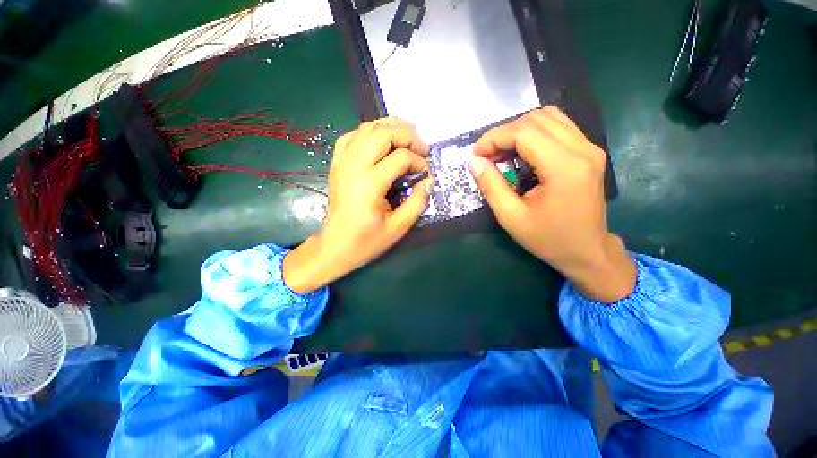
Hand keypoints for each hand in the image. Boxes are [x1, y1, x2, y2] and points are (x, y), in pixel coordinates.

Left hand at [283, 119, 433, 293]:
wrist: (335, 247)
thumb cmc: (366, 242)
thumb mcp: (398, 228)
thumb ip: (417, 203)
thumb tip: (428, 181)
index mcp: (369, 184)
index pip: (400, 158)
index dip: (419, 162)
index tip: (426, 174)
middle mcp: (353, 166)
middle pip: (383, 133)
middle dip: (408, 134)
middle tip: (422, 147)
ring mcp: (342, 163)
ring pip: (366, 129)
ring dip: (390, 127)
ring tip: (407, 135)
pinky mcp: (336, 164)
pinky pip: (351, 136)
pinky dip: (368, 132)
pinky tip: (380, 139)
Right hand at [469, 106, 635, 302]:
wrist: (587, 251)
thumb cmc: (549, 239)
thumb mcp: (511, 218)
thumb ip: (491, 186)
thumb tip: (474, 161)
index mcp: (564, 168)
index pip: (525, 132)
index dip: (494, 138)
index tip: (476, 154)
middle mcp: (582, 149)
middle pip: (536, 119)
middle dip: (504, 133)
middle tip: (487, 156)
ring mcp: (590, 148)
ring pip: (548, 117)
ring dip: (518, 130)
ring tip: (502, 153)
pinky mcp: (589, 151)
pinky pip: (558, 126)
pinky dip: (534, 132)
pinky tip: (522, 152)